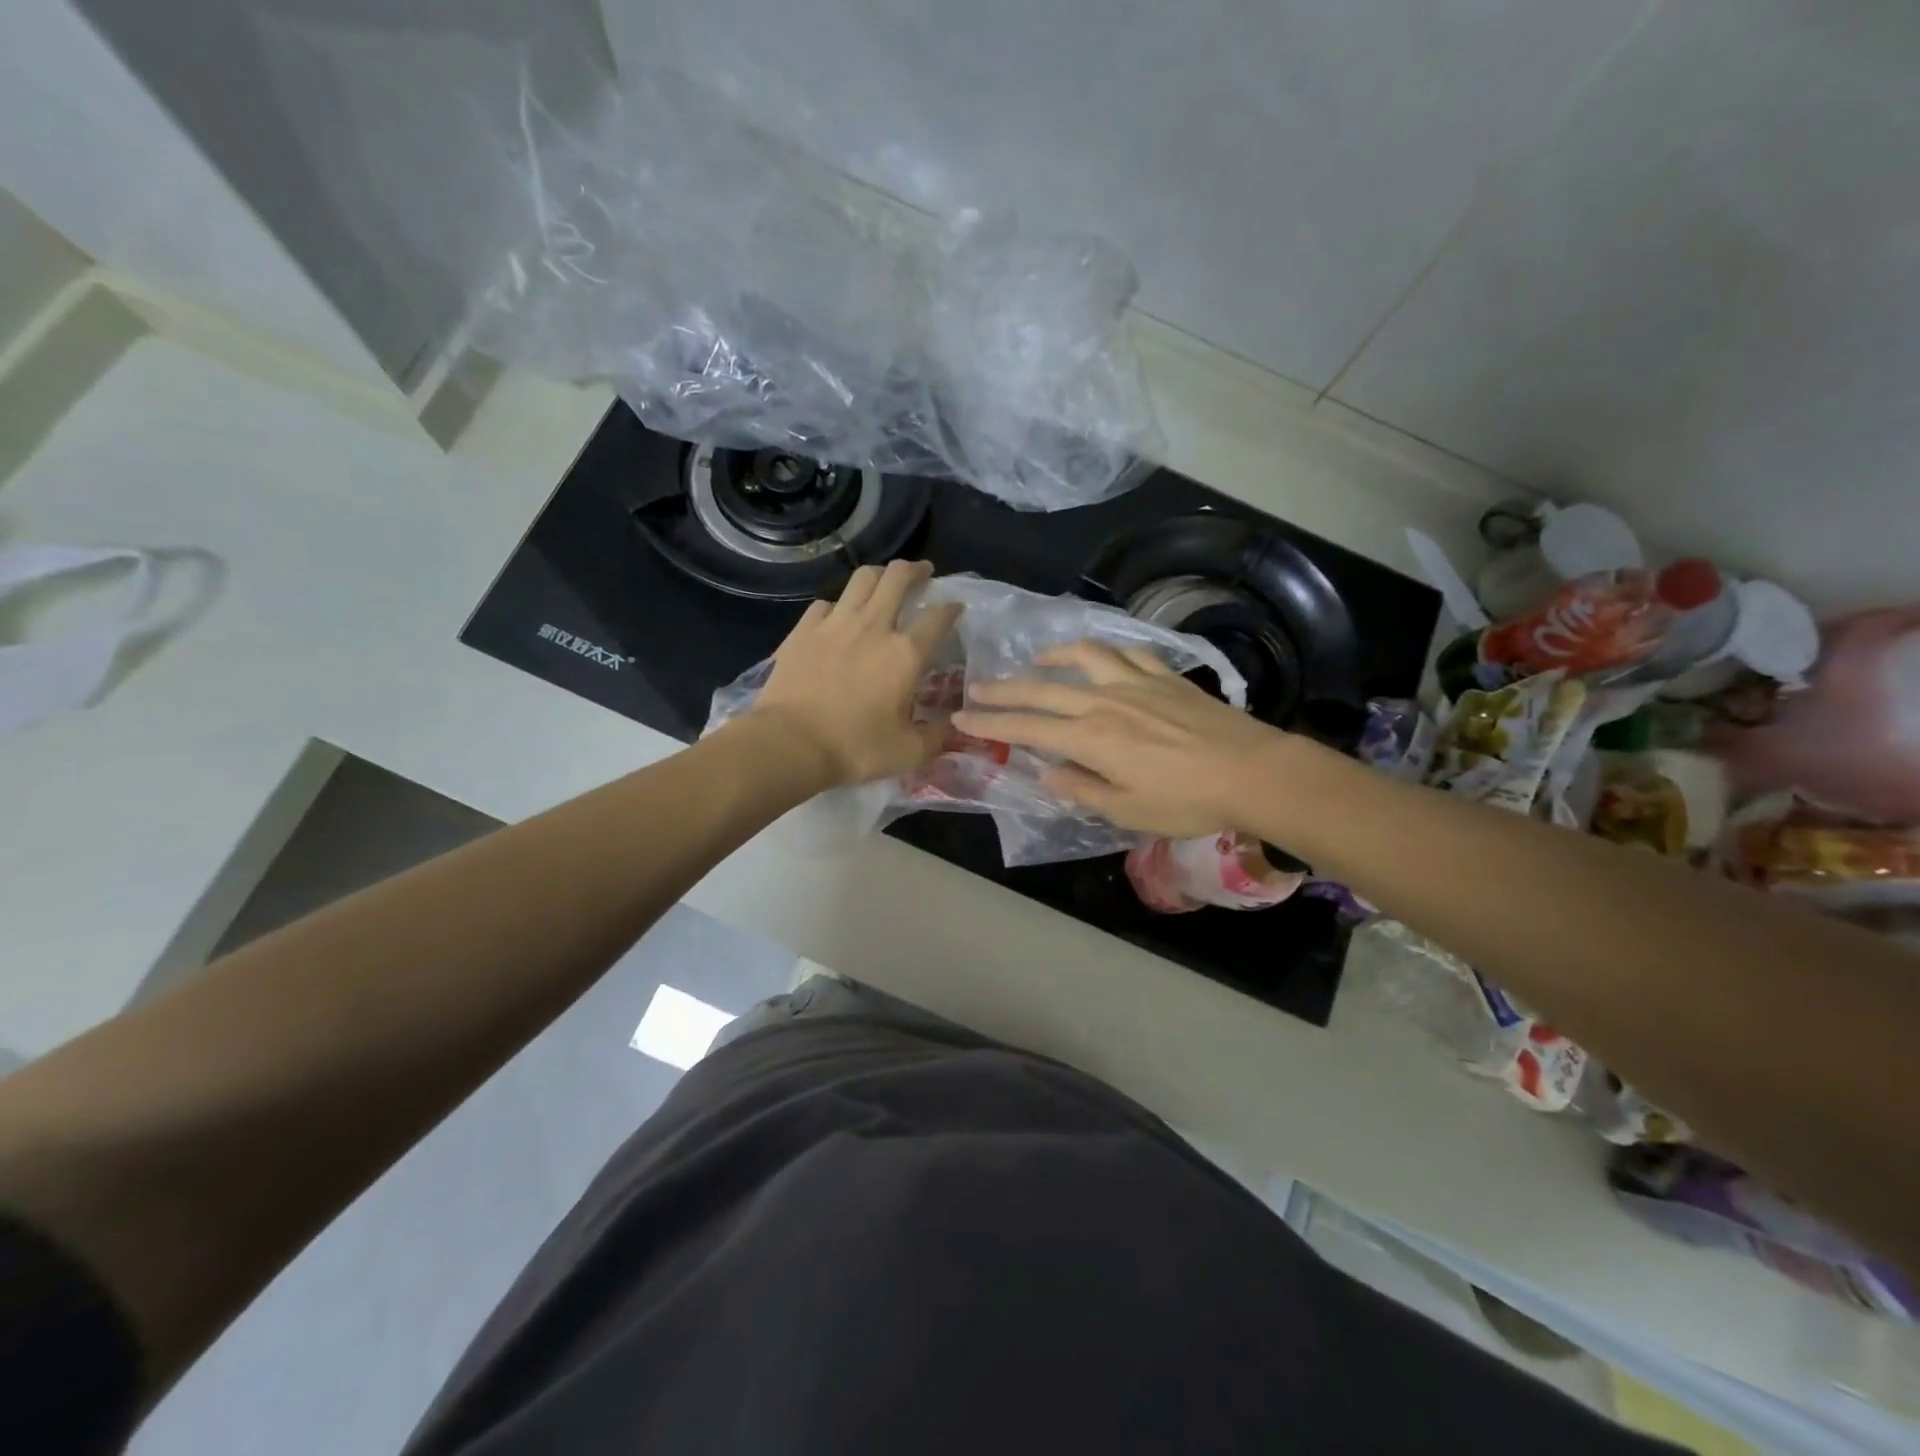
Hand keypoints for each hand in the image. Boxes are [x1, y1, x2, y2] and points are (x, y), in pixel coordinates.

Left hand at [748, 560, 961, 787]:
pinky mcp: (804, 629)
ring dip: (879, 574)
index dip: (951, 608)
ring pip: (862, 578)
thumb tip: (952, 726)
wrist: (790, 743)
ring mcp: (835, 623)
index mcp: (906, 653)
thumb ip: (936, 736)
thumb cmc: (855, 748)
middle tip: (922, 574)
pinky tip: (838, 615)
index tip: (955, 607)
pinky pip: (826, 603)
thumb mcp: (908, 753)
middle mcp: (874, 626)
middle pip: (897, 578)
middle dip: (915, 570)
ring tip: (884, 580)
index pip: (938, 617)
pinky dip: (839, 604)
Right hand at [951, 641, 1292, 837]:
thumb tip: (1048, 775)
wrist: (1250, 771)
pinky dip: (1104, 652)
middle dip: (1005, 690)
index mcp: (1091, 739)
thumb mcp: (1127, 812)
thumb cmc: (1186, 801)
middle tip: (976, 687)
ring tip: (1038, 661)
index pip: (1028, 728)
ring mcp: (1136, 684)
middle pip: (1044, 690)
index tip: (961, 717)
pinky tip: (1099, 658)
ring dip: (1054, 658)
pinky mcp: (1165, 677)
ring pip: (1084, 659)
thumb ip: (1082, 790)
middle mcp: (1104, 703)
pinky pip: (1127, 654)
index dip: (991, 723)